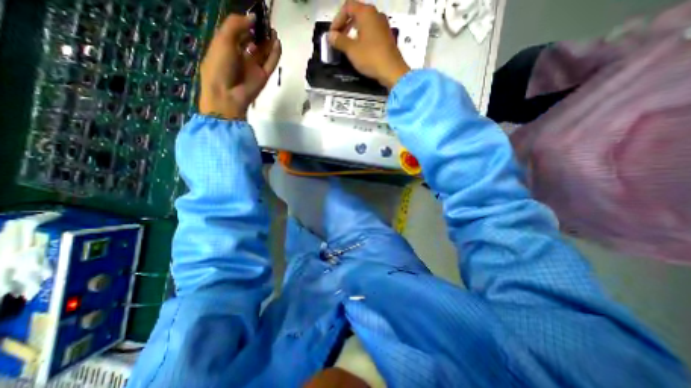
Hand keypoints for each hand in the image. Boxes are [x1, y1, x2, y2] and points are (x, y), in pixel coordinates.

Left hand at [200, 14, 282, 118]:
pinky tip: (278, 43)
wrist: (227, 95)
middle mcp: (241, 57)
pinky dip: (275, 54)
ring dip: (269, 42)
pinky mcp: (264, 76)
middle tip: (266, 23)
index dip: (246, 24)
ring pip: (264, 52)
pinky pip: (271, 63)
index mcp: (227, 48)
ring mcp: (254, 68)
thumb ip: (236, 25)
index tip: (255, 16)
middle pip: (253, 43)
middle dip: (259, 32)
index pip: (239, 33)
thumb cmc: (219, 66)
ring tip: (273, 30)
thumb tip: (252, 17)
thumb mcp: (222, 40)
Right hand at [329, 0, 408, 89]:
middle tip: (338, 39)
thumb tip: (330, 36)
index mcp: (366, 13)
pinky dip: (363, 37)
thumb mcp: (352, 50)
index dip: (337, 19)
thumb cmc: (371, 58)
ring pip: (364, 23)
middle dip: (345, 25)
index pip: (348, 7)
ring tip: (348, 45)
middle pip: (356, 13)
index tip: (332, 34)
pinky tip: (360, 49)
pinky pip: (371, 32)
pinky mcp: (387, 37)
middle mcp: (376, 15)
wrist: (392, 71)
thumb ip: (340, 41)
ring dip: (353, 32)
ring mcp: (383, 26)